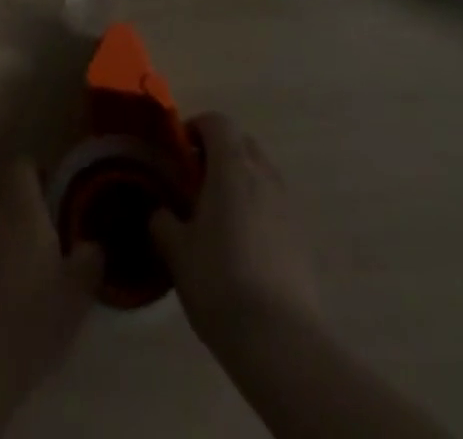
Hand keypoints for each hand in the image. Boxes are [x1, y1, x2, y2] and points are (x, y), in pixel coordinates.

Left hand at [0, 163, 102, 381]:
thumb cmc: (34, 317)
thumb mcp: (77, 293)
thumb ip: (88, 261)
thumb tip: (92, 244)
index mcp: (23, 208)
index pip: (21, 166)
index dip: (33, 171)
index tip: (48, 188)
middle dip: (8, 190)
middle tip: (29, 212)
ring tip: (9, 239)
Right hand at [151, 112, 322, 346]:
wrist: (281, 341)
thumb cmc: (220, 282)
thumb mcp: (176, 251)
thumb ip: (163, 221)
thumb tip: (161, 212)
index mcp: (232, 167)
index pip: (217, 122)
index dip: (195, 127)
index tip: (178, 152)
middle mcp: (264, 176)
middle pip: (242, 143)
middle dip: (218, 151)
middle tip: (195, 180)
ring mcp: (288, 206)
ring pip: (261, 173)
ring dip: (239, 180)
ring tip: (217, 215)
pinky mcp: (302, 238)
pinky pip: (274, 204)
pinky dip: (257, 208)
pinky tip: (241, 245)